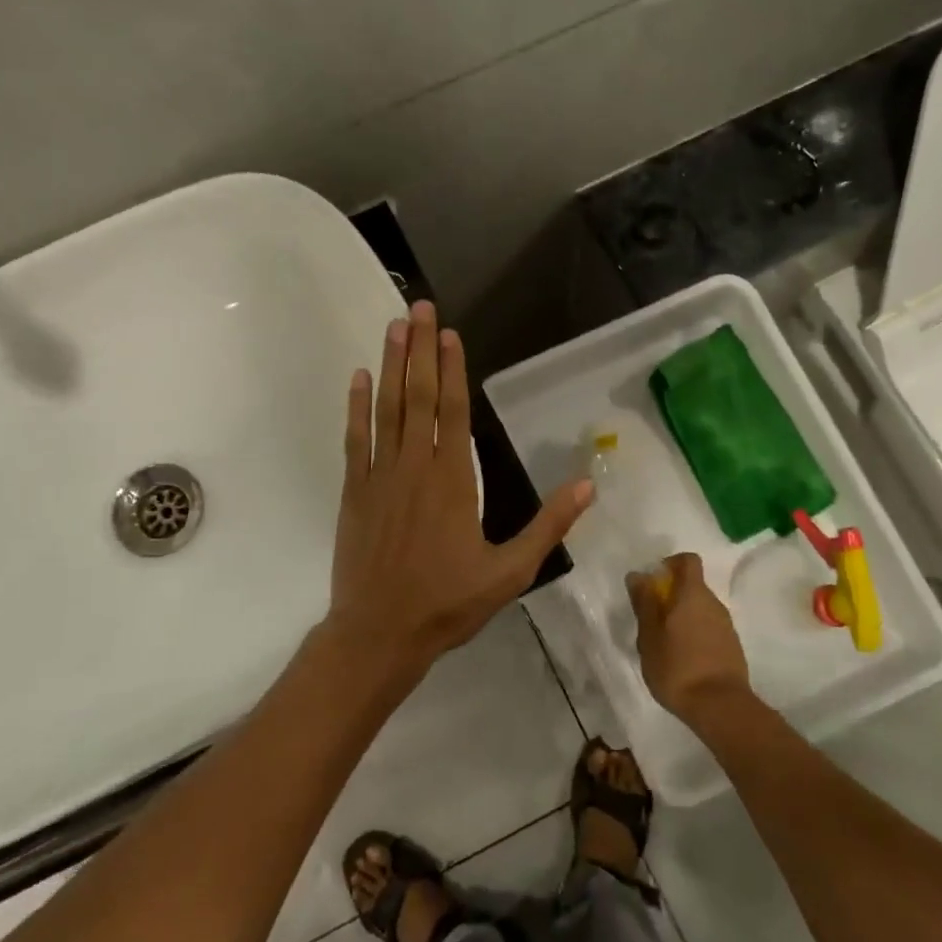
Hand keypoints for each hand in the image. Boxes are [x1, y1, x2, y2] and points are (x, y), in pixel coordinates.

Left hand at [327, 300, 592, 684]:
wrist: (379, 633)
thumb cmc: (448, 603)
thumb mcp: (510, 571)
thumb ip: (548, 526)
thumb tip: (587, 485)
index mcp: (452, 481)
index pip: (453, 411)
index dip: (451, 369)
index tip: (449, 333)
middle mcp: (414, 467)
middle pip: (417, 396)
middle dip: (419, 349)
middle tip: (418, 308)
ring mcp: (379, 476)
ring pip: (385, 409)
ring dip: (390, 366)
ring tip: (394, 328)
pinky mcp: (354, 492)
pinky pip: (354, 439)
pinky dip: (356, 407)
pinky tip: (358, 379)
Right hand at [626, 554, 751, 727]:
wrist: (720, 707)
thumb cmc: (677, 667)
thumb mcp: (649, 636)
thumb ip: (644, 602)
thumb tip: (639, 575)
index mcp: (693, 594)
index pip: (687, 560)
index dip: (670, 564)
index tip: (654, 583)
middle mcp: (714, 603)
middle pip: (692, 586)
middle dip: (671, 596)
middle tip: (651, 621)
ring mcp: (726, 626)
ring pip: (701, 610)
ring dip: (682, 618)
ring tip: (665, 645)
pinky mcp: (732, 647)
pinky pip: (709, 629)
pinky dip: (695, 635)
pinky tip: (682, 660)